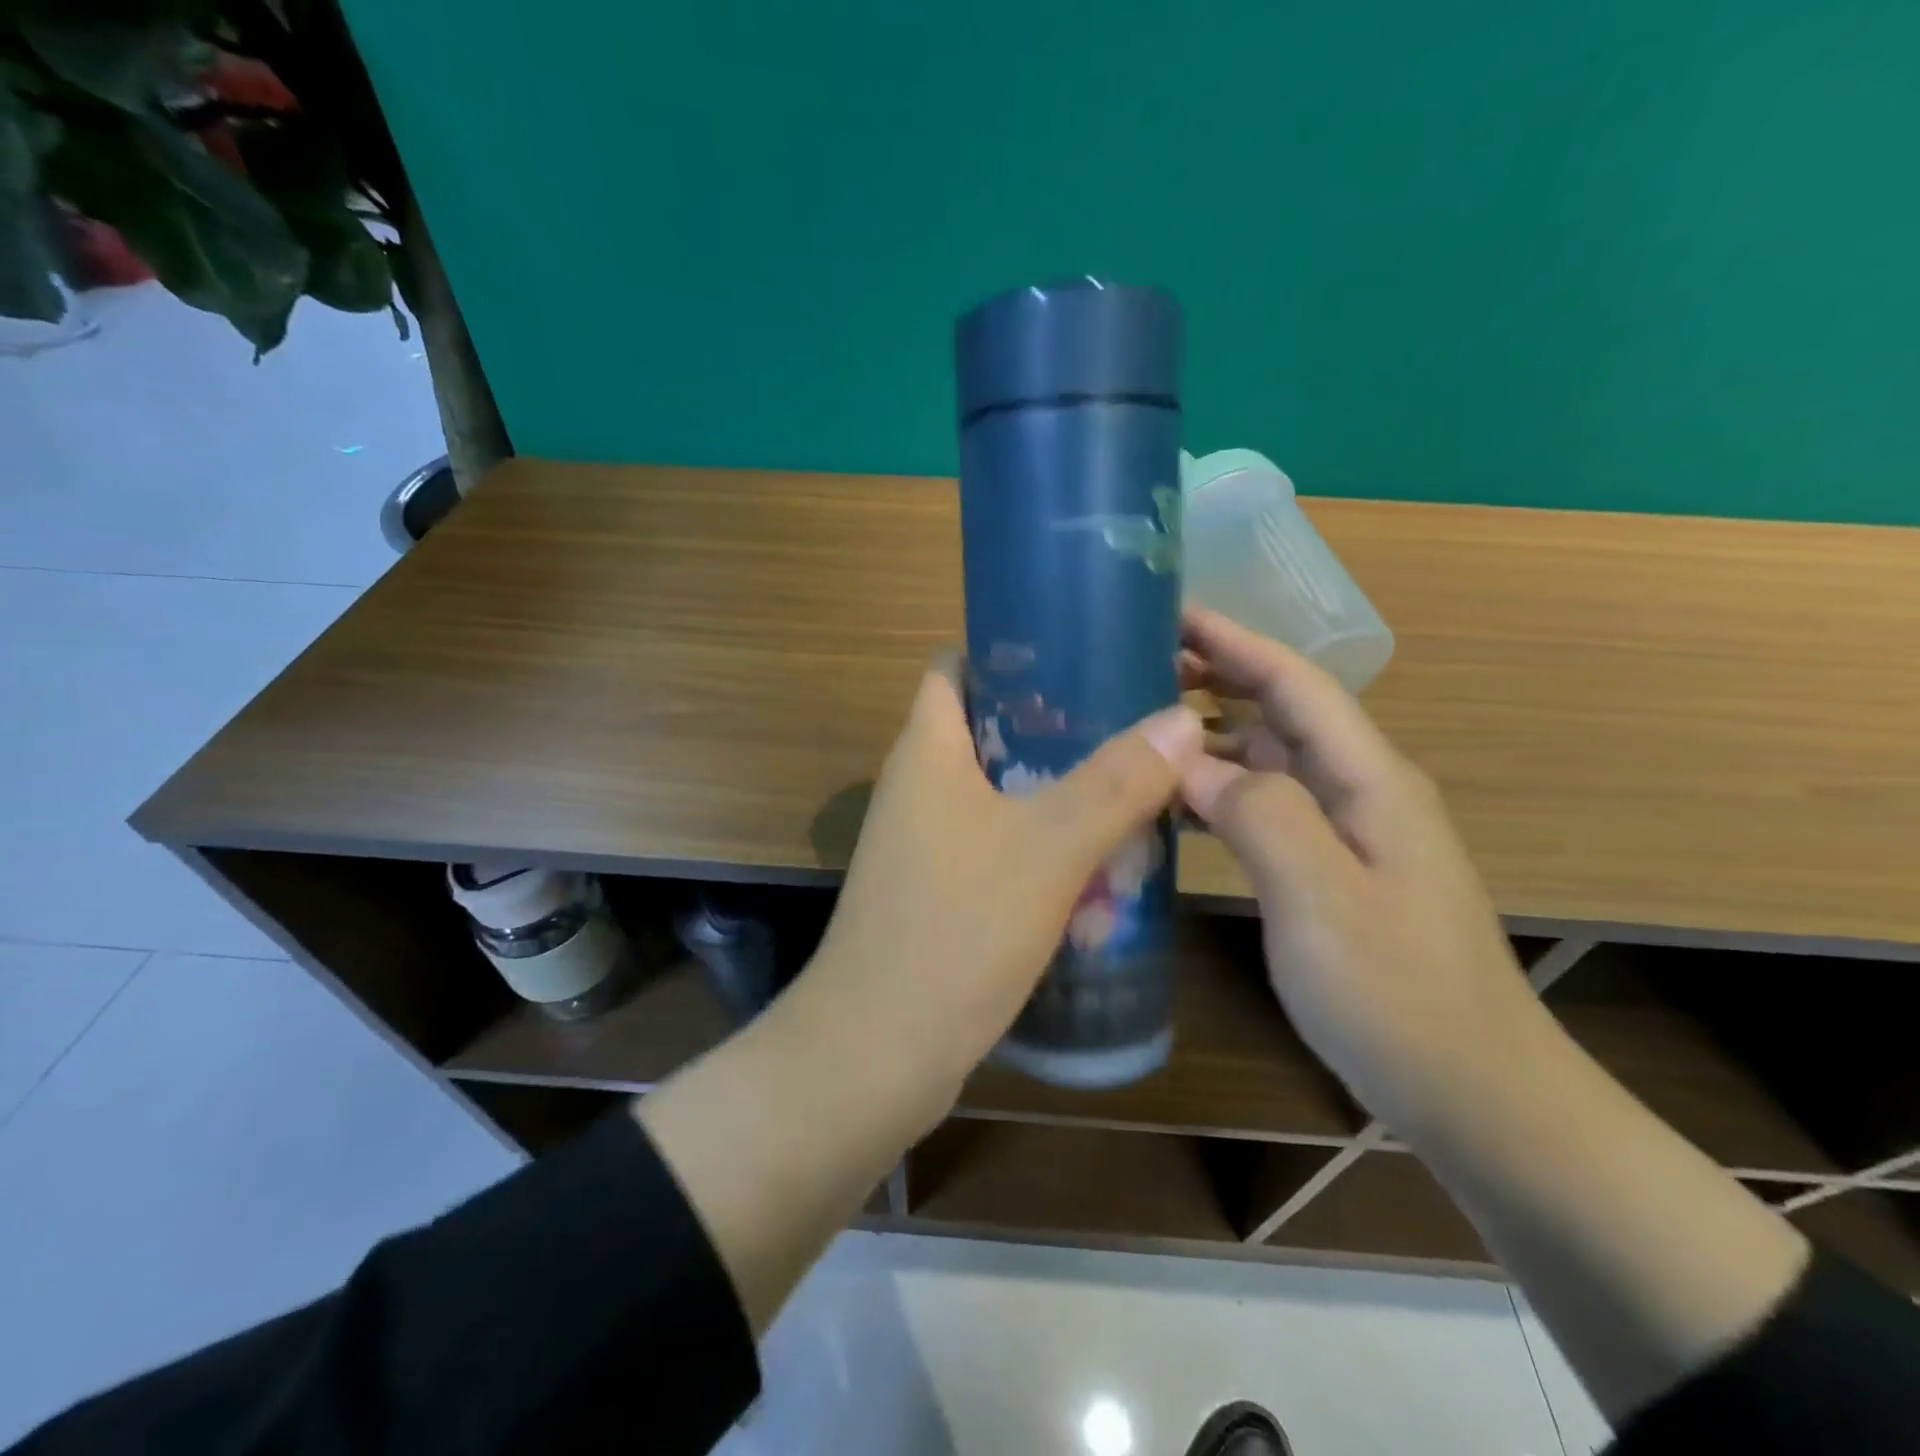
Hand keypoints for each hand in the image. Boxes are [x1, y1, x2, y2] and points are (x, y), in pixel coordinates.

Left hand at [805, 656, 1202, 1104]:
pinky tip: (1099, 868)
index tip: (1082, 653)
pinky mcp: (938, 893)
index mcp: (927, 750)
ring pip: (1000, 795)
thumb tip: (1182, 719)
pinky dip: (1043, 849)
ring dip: (1058, 794)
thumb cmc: (957, 928)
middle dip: (1057, 728)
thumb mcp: (1051, 847)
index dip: (1012, 651)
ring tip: (1133, 790)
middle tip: (1130, 725)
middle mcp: (918, 787)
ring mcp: (923, 844)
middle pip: (989, 731)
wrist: (877, 1050)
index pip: (957, 667)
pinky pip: (997, 849)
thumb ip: (1117, 782)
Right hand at [1177, 607, 1544, 1131]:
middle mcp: (1358, 791)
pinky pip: (1261, 809)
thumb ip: (1260, 816)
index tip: (1169, 614)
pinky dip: (1215, 794)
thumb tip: (1192, 762)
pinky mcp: (1328, 870)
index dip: (1234, 642)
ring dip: (1208, 736)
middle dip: (1214, 678)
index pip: (1294, 684)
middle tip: (1134, 668)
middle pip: (1279, 711)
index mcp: (1368, 780)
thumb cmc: (1399, 995)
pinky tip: (1171, 807)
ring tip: (1138, 729)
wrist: (1473, 1094)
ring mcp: (1344, 833)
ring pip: (1265, 760)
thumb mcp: (1322, 900)